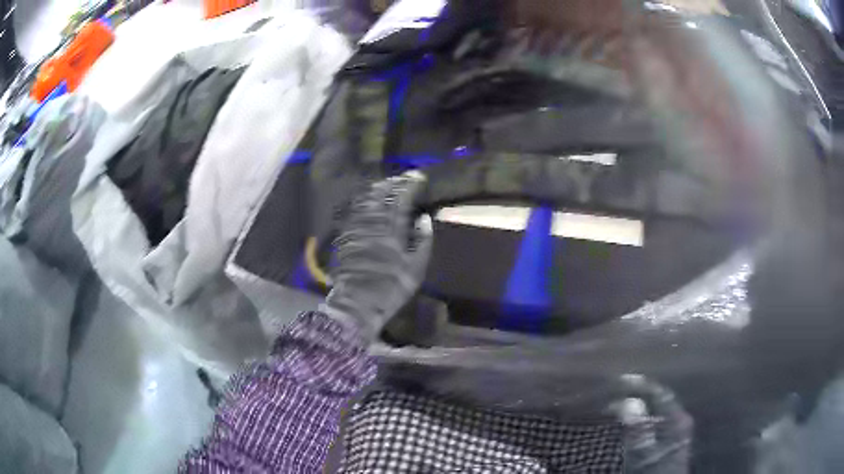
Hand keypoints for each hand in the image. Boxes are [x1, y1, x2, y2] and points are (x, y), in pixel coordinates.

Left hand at [320, 171, 432, 340]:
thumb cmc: (391, 287)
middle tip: (401, 178)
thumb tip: (424, 218)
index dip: (409, 186)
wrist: (358, 303)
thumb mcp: (416, 269)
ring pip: (366, 201)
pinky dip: (362, 202)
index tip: (418, 177)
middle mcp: (373, 224)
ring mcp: (357, 228)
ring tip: (385, 184)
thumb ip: (422, 241)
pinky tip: (366, 200)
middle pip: (381, 196)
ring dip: (377, 190)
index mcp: (392, 230)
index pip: (401, 200)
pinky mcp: (346, 236)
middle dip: (392, 184)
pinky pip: (354, 212)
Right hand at [609, 375, 692, 472]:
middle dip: (638, 395)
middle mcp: (680, 421)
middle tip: (616, 392)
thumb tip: (627, 402)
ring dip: (638, 407)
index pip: (660, 393)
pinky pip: (655, 422)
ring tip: (617, 407)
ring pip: (656, 412)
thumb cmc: (654, 471)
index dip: (640, 385)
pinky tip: (630, 424)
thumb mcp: (644, 453)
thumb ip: (638, 428)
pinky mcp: (670, 443)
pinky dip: (641, 419)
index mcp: (677, 419)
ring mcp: (676, 432)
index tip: (620, 380)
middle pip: (659, 401)